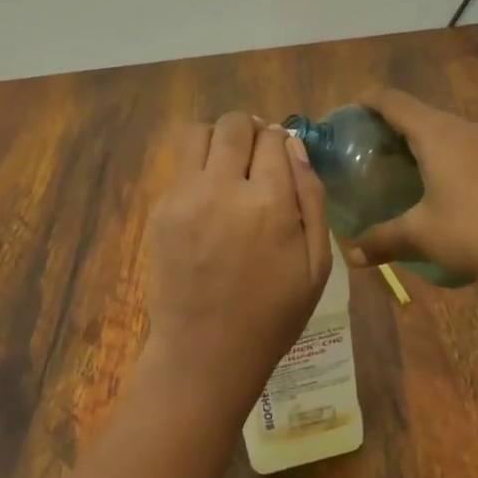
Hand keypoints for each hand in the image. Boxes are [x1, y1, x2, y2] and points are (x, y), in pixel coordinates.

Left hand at [142, 112, 332, 414]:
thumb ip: (312, 198)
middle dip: (250, 130)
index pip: (274, 138)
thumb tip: (296, 147)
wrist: (205, 352)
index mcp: (269, 202)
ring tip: (228, 164)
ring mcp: (185, 196)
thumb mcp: (316, 264)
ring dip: (218, 139)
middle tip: (256, 154)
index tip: (282, 156)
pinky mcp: (160, 209)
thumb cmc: (272, 314)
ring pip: (198, 133)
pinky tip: (208, 198)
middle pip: (234, 124)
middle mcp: (224, 188)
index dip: (281, 141)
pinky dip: (197, 168)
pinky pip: (180, 166)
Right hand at [339, 88, 477, 282]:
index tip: (349, 113)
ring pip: (449, 131)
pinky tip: (449, 191)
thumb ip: (381, 239)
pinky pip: (471, 148)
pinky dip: (450, 158)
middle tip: (372, 151)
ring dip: (424, 143)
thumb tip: (350, 255)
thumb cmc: (474, 232)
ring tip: (407, 171)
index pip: (393, 100)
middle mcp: (465, 128)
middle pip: (421, 113)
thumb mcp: (420, 235)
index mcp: (437, 133)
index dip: (367, 101)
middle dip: (393, 126)